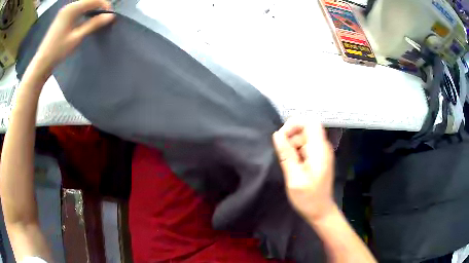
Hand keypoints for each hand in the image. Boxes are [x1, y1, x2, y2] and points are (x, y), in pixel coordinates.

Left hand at [33, 0, 114, 76]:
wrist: (42, 61)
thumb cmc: (58, 50)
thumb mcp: (77, 37)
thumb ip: (94, 24)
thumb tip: (110, 16)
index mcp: (73, 9)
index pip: (94, 0)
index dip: (105, 5)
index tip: (110, 16)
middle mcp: (69, 6)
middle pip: (89, 1)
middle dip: (99, 7)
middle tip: (105, 18)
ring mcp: (65, 10)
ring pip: (84, 4)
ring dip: (92, 9)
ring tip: (97, 20)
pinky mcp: (63, 16)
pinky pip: (78, 9)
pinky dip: (85, 12)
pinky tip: (86, 20)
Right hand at [273, 119, 335, 220]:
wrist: (321, 211)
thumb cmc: (308, 198)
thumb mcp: (294, 178)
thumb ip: (286, 155)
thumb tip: (277, 134)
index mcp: (319, 149)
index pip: (310, 122)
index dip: (294, 124)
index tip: (282, 137)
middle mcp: (323, 147)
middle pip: (306, 129)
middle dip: (291, 137)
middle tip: (283, 155)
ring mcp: (321, 153)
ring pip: (304, 138)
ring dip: (292, 146)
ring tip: (288, 164)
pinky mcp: (318, 158)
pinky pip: (306, 147)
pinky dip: (296, 152)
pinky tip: (293, 166)